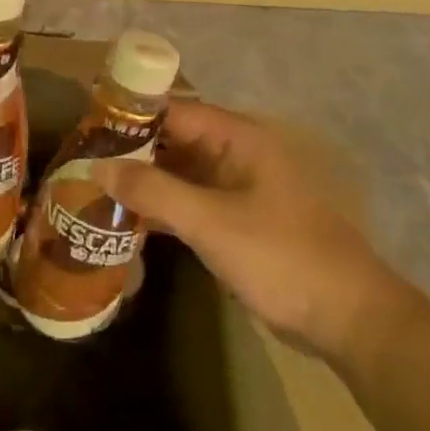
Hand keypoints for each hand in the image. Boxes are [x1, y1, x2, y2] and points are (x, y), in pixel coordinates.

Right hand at [91, 100, 398, 360]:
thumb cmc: (282, 257)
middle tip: (80, 161)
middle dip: (130, 150)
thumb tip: (98, 166)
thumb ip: (154, 191)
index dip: (131, 116)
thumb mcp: (211, 222)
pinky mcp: (236, 220)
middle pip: (173, 140)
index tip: (87, 128)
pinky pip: (188, 201)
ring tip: (93, 187)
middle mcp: (235, 153)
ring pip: (178, 172)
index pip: (172, 111)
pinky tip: (125, 220)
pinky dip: (160, 207)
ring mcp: (236, 188)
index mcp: (238, 137)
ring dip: (143, 180)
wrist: (348, 320)